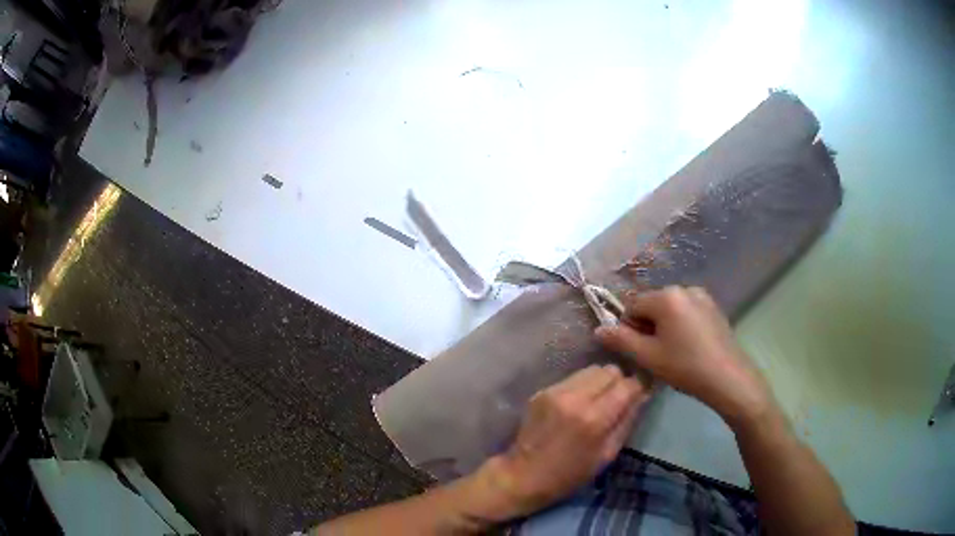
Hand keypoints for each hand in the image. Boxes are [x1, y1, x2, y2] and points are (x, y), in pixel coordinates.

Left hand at [478, 365, 647, 517]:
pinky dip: (582, 386)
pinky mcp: (542, 391)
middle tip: (617, 399)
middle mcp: (575, 398)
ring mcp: (556, 391)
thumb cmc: (570, 474)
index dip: (639, 386)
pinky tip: (578, 404)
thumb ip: (627, 421)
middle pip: (610, 370)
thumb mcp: (607, 454)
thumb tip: (643, 395)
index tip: (641, 392)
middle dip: (619, 382)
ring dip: (600, 381)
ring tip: (597, 401)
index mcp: (594, 418)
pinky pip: (573, 378)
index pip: (628, 384)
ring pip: (591, 369)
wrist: (524, 475)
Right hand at [595, 286, 774, 427]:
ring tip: (673, 353)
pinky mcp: (714, 308)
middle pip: (652, 305)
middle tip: (655, 355)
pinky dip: (681, 326)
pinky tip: (689, 348)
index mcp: (666, 296)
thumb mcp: (648, 357)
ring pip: (670, 309)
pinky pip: (687, 312)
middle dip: (648, 327)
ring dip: (664, 327)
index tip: (639, 351)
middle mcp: (684, 288)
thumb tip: (598, 330)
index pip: (633, 305)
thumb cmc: (685, 367)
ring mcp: (702, 297)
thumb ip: (621, 341)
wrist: (728, 378)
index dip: (629, 328)